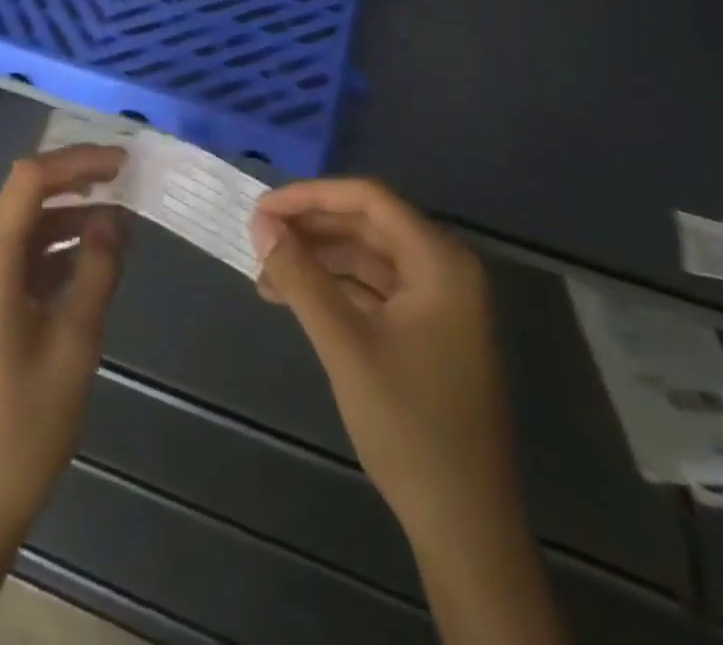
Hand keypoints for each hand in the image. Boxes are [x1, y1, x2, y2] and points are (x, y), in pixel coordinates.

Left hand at [0, 146, 128, 553]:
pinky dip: (56, 253)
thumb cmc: (22, 427)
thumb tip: (114, 220)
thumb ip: (96, 271)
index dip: (77, 162)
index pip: (29, 181)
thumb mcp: (73, 344)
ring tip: (121, 226)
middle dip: (76, 184)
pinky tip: (93, 262)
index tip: (123, 164)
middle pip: (24, 199)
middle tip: (127, 183)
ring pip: (24, 230)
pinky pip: (20, 261)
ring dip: (70, 221)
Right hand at [251, 177, 505, 533]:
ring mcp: (439, 301)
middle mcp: (445, 268)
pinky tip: (296, 299)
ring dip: (318, 260)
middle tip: (258, 238)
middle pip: (368, 224)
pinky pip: (375, 289)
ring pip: (368, 256)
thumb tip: (261, 225)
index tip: (262, 209)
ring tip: (266, 274)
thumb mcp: (345, 345)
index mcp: (440, 260)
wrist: (464, 526)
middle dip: (311, 228)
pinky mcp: (428, 330)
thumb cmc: (409, 426)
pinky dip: (335, 288)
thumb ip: (301, 278)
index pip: (369, 199)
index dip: (311, 196)